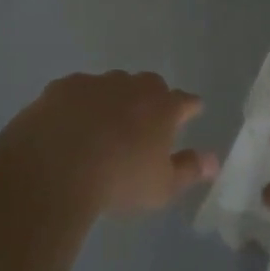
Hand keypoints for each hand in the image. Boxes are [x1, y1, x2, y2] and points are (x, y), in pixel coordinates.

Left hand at [8, 71, 218, 213]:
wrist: (55, 166)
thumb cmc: (118, 180)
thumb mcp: (161, 187)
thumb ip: (189, 170)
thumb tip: (214, 160)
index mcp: (162, 107)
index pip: (185, 101)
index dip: (190, 107)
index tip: (192, 111)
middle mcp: (132, 86)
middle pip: (149, 86)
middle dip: (151, 99)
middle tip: (145, 121)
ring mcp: (96, 82)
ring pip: (112, 85)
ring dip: (113, 100)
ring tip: (104, 126)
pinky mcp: (63, 86)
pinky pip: (77, 92)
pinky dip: (78, 105)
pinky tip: (69, 125)